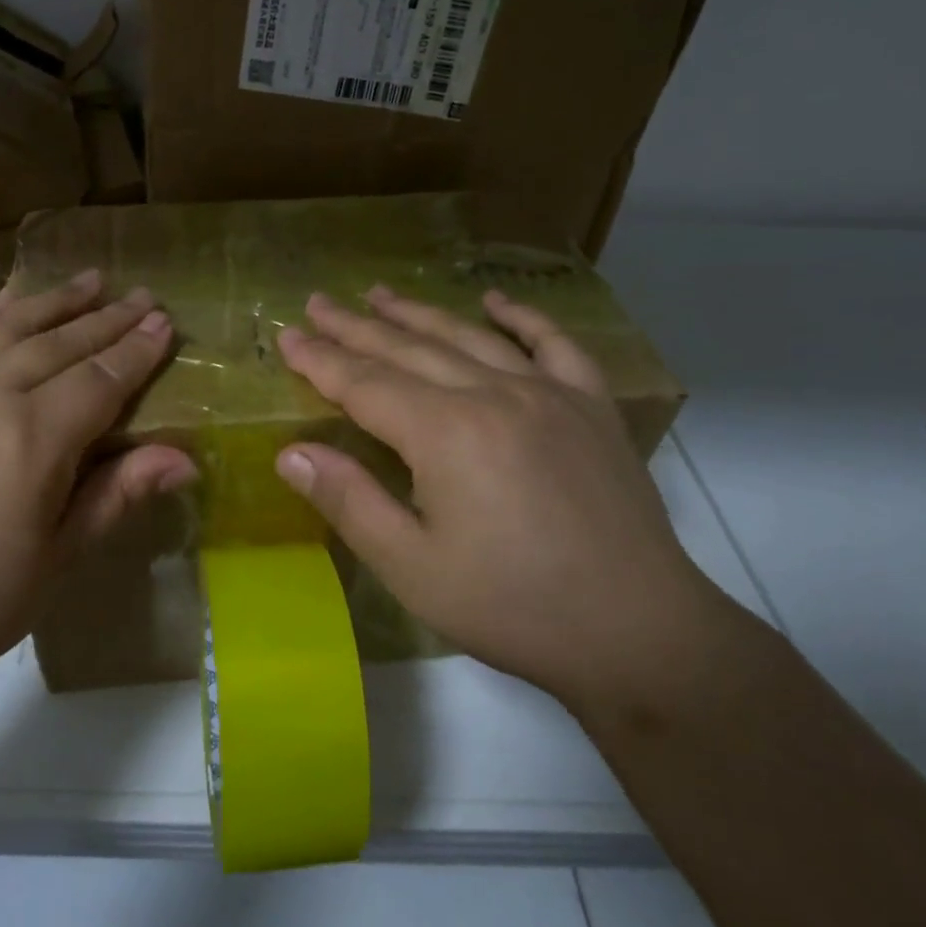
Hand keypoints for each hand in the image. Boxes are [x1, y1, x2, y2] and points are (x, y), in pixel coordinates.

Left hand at [0, 270, 195, 704]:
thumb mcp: (56, 558)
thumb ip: (118, 493)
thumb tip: (187, 459)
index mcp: (32, 439)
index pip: (101, 379)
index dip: (137, 351)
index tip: (166, 323)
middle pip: (61, 342)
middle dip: (108, 317)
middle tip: (144, 295)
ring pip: (10, 325)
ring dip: (57, 300)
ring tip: (92, 279)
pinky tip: (15, 301)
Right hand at [274, 286, 733, 717]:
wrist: (639, 633)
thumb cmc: (514, 607)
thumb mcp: (413, 569)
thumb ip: (350, 502)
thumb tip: (291, 453)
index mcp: (445, 432)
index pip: (365, 383)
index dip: (320, 360)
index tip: (286, 336)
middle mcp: (493, 394)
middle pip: (408, 349)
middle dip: (356, 326)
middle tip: (318, 303)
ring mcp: (548, 393)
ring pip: (468, 338)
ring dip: (418, 313)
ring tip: (380, 293)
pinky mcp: (591, 406)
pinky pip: (554, 345)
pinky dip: (521, 318)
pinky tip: (496, 302)